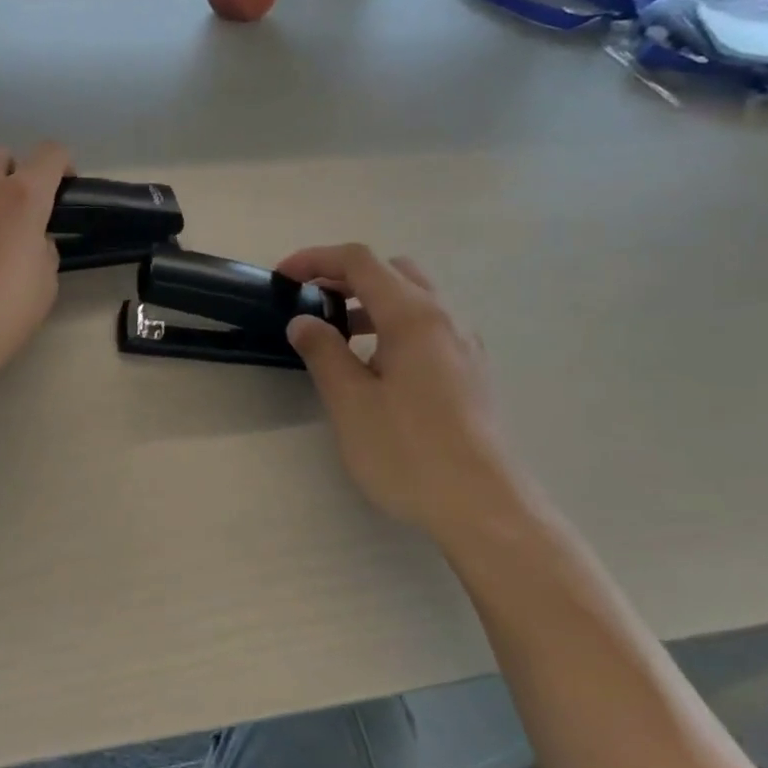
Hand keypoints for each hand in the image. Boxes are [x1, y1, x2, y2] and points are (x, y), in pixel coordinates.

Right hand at [278, 243, 530, 538]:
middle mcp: (445, 319)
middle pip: (393, 272)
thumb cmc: (409, 452)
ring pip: (415, 300)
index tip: (283, 278)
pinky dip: (395, 328)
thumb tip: (303, 321)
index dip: (316, 260)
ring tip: (338, 340)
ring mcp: (465, 346)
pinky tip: (379, 370)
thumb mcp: (351, 402)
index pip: (360, 262)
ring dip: (371, 304)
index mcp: (413, 316)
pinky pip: (429, 329)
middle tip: (312, 304)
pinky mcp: (472, 373)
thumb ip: (323, 352)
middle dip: (347, 277)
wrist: (484, 507)